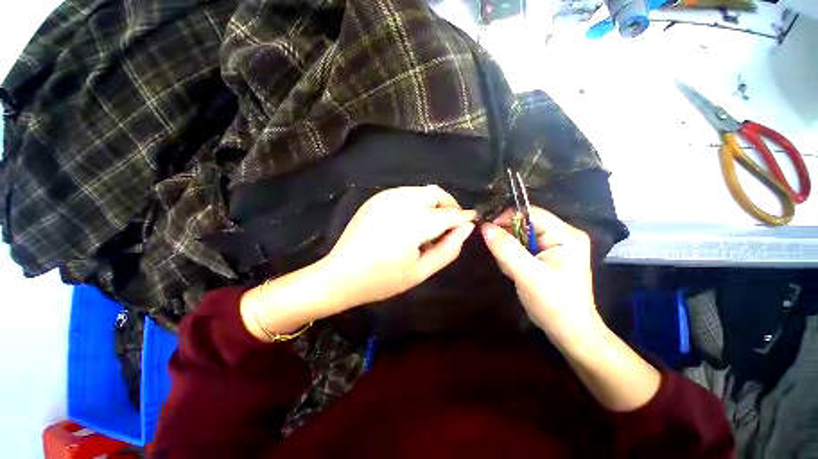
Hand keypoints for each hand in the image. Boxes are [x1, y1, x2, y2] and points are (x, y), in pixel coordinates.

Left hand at [324, 185, 475, 308]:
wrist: (341, 275)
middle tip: (450, 225)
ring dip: (433, 204)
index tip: (472, 220)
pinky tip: (411, 222)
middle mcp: (399, 203)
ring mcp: (385, 198)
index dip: (462, 217)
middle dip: (448, 205)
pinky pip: (406, 193)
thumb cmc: (382, 280)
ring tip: (429, 227)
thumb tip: (466, 228)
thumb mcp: (421, 271)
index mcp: (411, 224)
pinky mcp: (376, 198)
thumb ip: (448, 249)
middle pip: (435, 193)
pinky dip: (417, 203)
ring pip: (421, 191)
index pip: (447, 214)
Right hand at [480, 207, 601, 347]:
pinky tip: (515, 273)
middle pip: (524, 224)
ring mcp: (553, 246)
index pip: (530, 213)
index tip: (486, 230)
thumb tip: (484, 226)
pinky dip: (512, 258)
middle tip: (502, 258)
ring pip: (519, 237)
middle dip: (508, 240)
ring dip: (509, 251)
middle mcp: (561, 235)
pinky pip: (521, 248)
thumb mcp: (527, 274)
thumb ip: (505, 249)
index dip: (506, 218)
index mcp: (565, 234)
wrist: (568, 332)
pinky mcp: (545, 257)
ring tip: (511, 270)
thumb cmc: (554, 303)